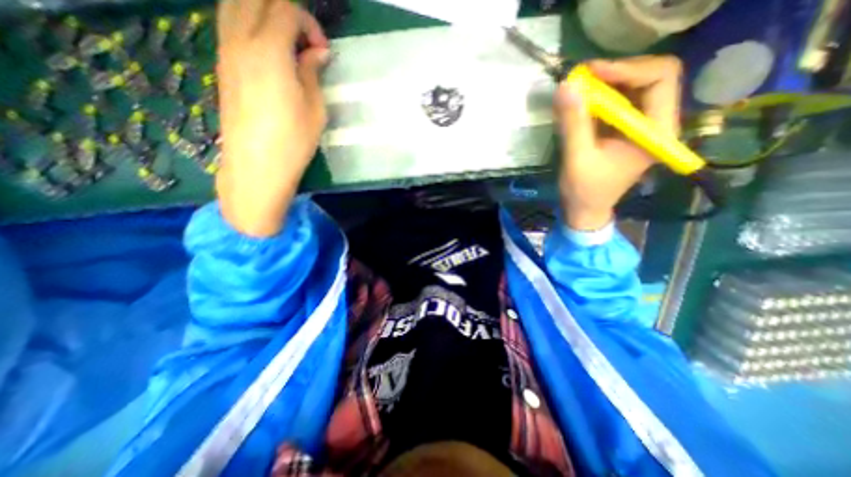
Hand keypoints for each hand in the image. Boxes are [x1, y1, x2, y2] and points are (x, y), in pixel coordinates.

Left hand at [214, 1, 329, 236]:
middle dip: (286, 12)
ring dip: (264, 13)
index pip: (285, 9)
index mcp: (269, 50)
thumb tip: (317, 52)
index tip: (323, 52)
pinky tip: (270, 52)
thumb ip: (313, 72)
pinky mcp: (222, 65)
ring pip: (236, 5)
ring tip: (287, 43)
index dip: (309, 24)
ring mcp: (225, 50)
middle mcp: (240, 40)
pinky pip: (230, 24)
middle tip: (306, 41)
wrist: (257, 164)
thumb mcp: (315, 108)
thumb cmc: (293, 140)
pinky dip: (250, 24)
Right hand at [553, 55, 682, 229]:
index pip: (660, 78)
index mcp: (656, 131)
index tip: (591, 73)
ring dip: (603, 85)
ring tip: (576, 89)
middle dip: (614, 74)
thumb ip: (573, 124)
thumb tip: (565, 87)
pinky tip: (579, 104)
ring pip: (631, 88)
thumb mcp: (577, 158)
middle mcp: (656, 123)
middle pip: (648, 77)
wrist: (585, 210)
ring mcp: (640, 126)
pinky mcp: (624, 130)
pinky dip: (597, 98)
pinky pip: (616, 102)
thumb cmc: (585, 191)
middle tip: (581, 78)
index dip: (627, 69)